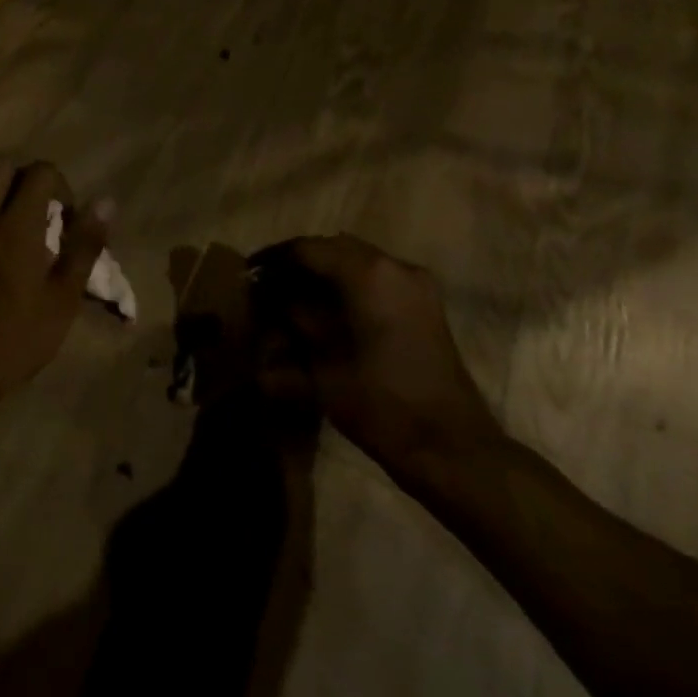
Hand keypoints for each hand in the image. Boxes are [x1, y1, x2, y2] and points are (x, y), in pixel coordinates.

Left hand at [0, 158, 107, 393]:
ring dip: (3, 195)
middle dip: (24, 178)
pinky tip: (0, 252)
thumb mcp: (65, 294)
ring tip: (22, 233)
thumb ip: (85, 244)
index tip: (67, 220)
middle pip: (1, 165)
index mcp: (18, 222)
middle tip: (41, 213)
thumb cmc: (21, 332)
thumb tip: (105, 203)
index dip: (61, 187)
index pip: (40, 171)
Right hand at [251, 235, 500, 483]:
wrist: (449, 447)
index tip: (248, 273)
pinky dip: (348, 287)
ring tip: (293, 300)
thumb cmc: (378, 403)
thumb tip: (271, 298)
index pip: (307, 249)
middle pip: (334, 249)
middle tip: (268, 286)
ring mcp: (416, 286)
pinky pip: (377, 280)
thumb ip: (293, 319)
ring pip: (356, 262)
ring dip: (324, 275)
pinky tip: (327, 313)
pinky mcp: (425, 307)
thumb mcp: (320, 363)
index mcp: (368, 274)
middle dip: (299, 264)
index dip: (274, 259)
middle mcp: (394, 267)